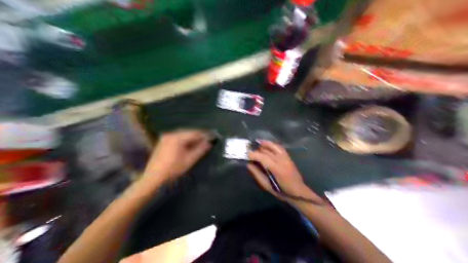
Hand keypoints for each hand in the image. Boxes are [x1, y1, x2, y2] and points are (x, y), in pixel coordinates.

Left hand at [144, 130, 213, 182]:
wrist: (153, 178)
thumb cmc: (173, 169)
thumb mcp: (189, 160)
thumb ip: (200, 149)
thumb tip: (209, 142)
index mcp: (177, 137)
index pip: (195, 133)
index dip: (205, 135)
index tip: (213, 137)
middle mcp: (171, 134)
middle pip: (188, 132)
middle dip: (198, 135)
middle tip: (208, 140)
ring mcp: (165, 137)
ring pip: (182, 134)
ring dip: (191, 138)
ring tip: (200, 143)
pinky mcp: (162, 142)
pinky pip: (177, 137)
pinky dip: (184, 140)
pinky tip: (188, 145)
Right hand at [247, 142, 319, 201]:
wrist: (297, 192)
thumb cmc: (281, 191)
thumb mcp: (267, 185)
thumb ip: (257, 174)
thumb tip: (249, 165)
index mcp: (276, 169)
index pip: (263, 157)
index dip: (253, 154)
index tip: (246, 154)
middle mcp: (282, 161)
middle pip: (267, 151)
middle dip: (257, 150)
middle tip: (249, 150)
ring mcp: (286, 158)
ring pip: (274, 146)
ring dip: (265, 144)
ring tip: (257, 143)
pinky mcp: (288, 157)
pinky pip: (279, 148)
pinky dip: (272, 145)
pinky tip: (267, 145)